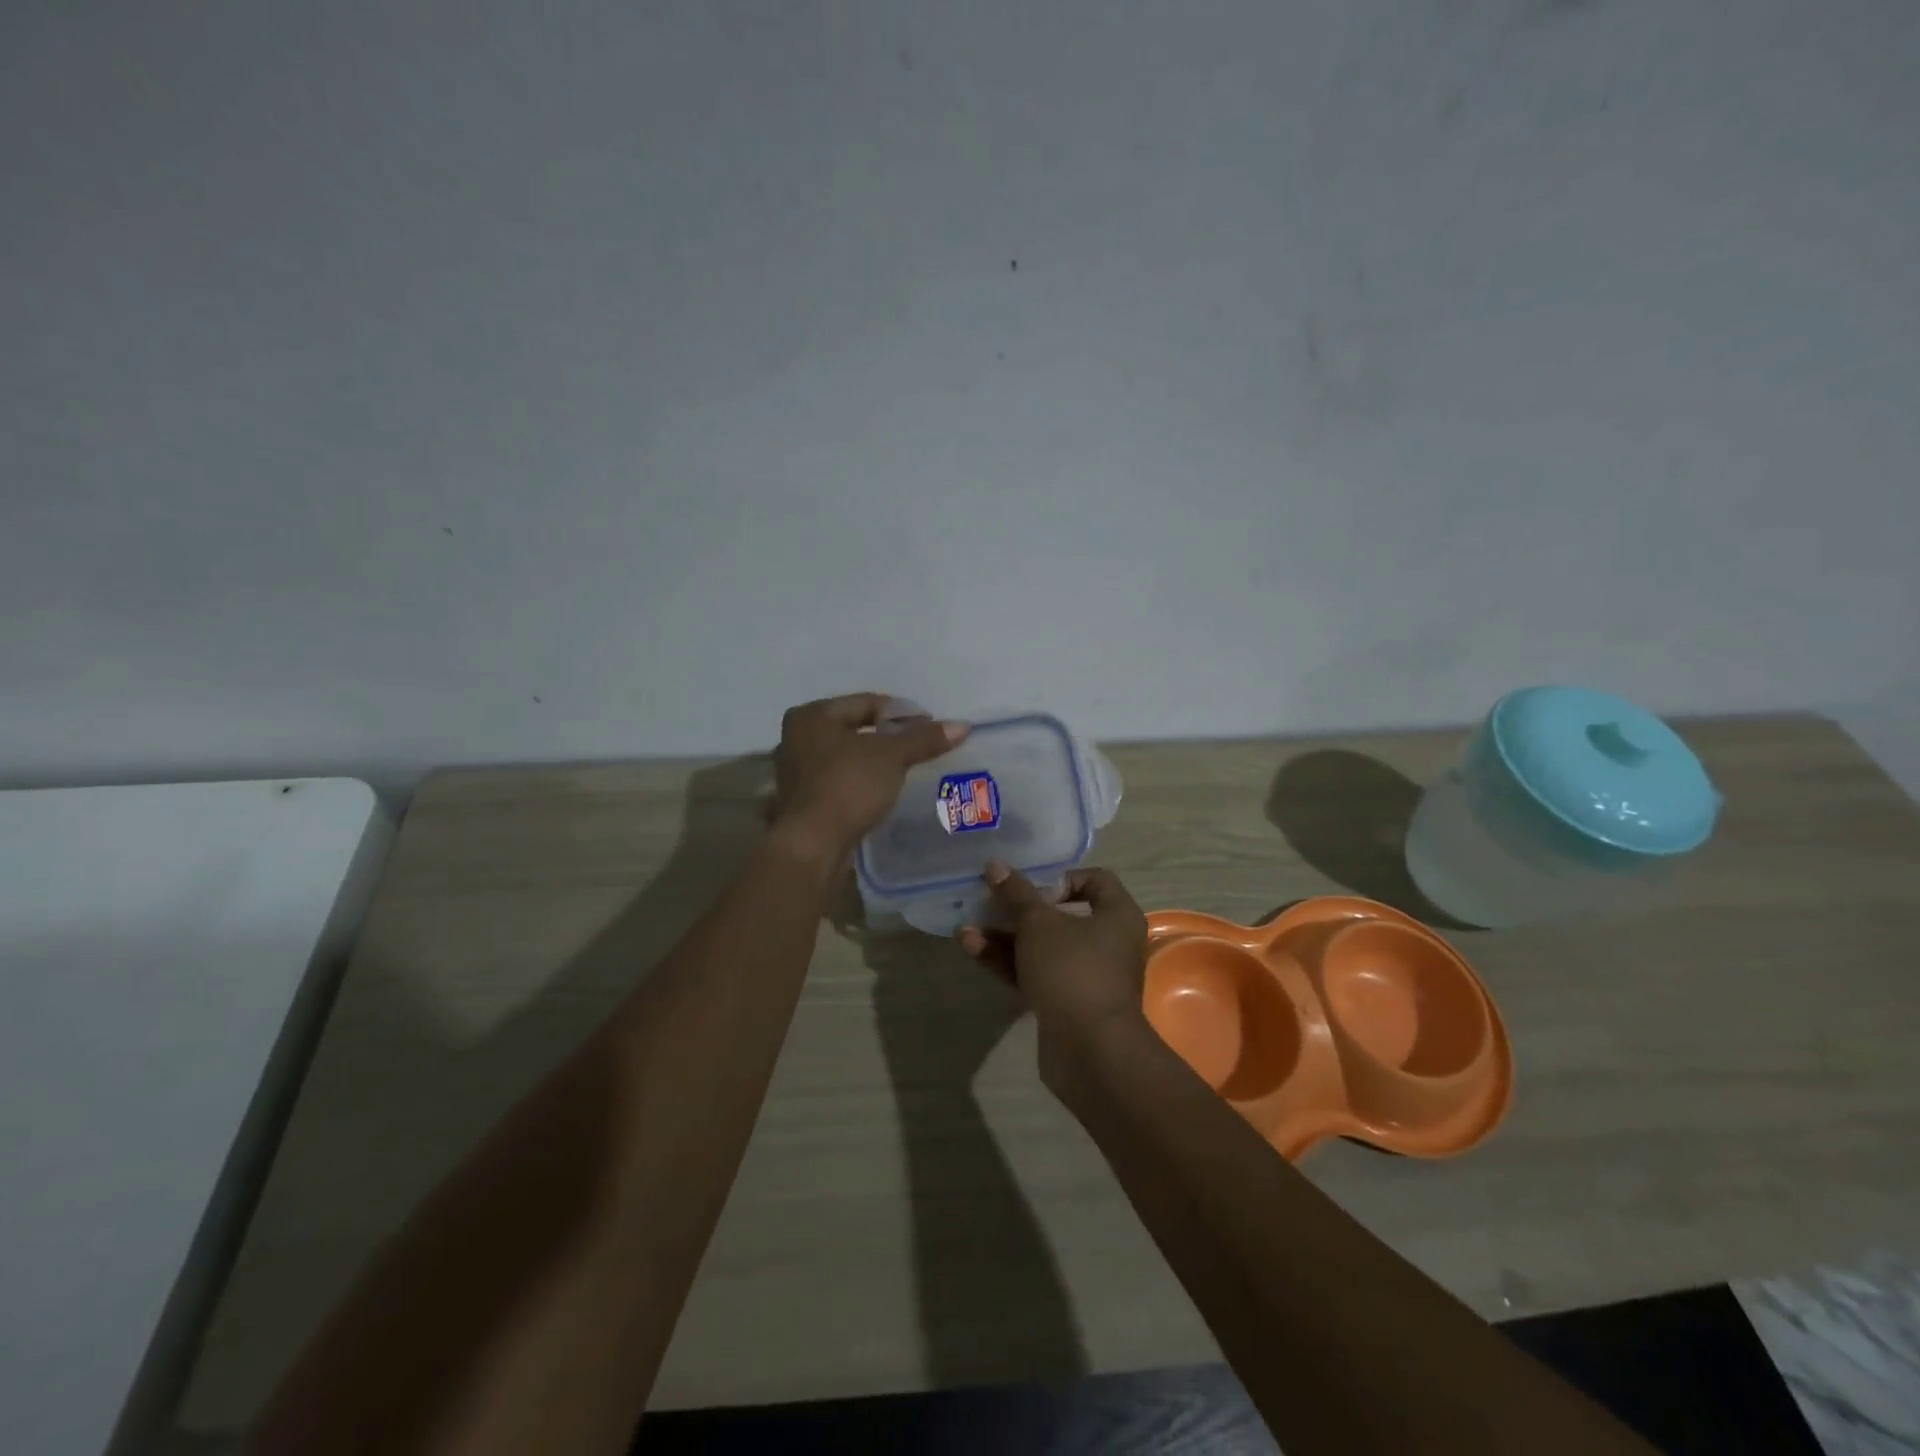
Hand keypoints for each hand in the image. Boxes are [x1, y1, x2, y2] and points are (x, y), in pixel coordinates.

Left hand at [771, 694, 967, 866]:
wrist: (812, 846)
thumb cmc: (848, 786)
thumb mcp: (892, 757)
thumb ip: (925, 738)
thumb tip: (963, 725)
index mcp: (811, 716)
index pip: (866, 702)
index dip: (902, 712)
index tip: (929, 727)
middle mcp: (795, 739)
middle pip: (854, 729)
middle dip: (887, 737)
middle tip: (919, 747)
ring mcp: (795, 773)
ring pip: (845, 757)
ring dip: (873, 762)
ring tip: (905, 770)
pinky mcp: (801, 803)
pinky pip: (839, 781)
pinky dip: (860, 782)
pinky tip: (881, 793)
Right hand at [957, 861, 1149, 1092]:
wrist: (1090, 1051)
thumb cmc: (1073, 970)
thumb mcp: (1039, 924)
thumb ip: (1016, 894)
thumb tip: (996, 866)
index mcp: (1116, 914)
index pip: (1095, 880)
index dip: (1062, 877)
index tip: (1033, 886)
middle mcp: (1108, 942)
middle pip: (1061, 915)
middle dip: (1019, 910)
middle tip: (988, 903)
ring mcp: (1087, 975)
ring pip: (1042, 947)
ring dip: (1004, 937)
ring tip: (966, 930)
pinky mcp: (1067, 1003)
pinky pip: (1036, 973)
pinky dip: (1008, 962)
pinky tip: (973, 950)